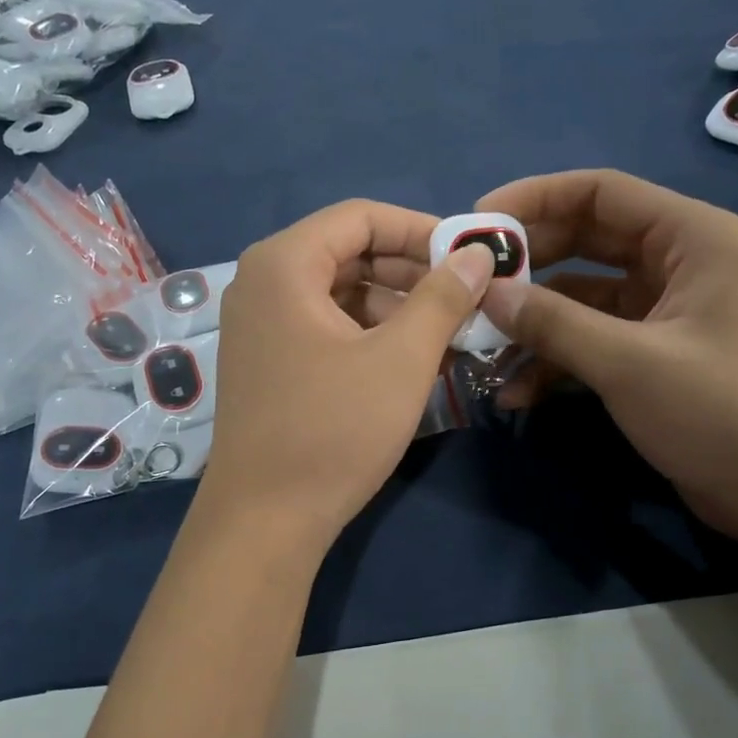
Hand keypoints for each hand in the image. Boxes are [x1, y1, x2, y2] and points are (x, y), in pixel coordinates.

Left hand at [199, 199, 496, 559]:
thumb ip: (443, 297)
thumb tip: (479, 255)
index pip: (361, 217)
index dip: (421, 231)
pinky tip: (407, 361)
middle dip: (411, 272)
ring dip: (395, 307)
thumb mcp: (401, 359)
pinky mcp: (266, 361)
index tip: (469, 259)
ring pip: (339, 293)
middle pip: (348, 253)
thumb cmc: (334, 430)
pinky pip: (323, 326)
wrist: (265, 520)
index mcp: (283, 264)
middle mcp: (261, 283)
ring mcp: (258, 325)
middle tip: (465, 299)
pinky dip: (367, 334)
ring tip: (446, 335)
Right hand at [475, 170, 737, 547]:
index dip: (534, 200)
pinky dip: (556, 359)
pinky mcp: (652, 354)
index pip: (600, 193)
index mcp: (690, 238)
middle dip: (527, 266)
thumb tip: (486, 294)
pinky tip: (517, 392)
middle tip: (471, 285)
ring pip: (582, 297)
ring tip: (482, 347)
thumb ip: (552, 323)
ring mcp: (664, 311)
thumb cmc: (720, 412)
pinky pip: (591, 339)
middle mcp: (677, 263)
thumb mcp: (628, 362)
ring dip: (534, 321)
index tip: (478, 223)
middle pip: (585, 242)